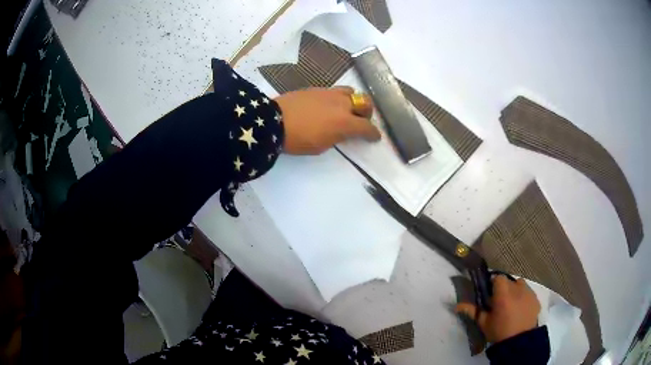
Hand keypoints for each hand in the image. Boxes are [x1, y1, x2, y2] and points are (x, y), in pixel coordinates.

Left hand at [274, 87, 380, 154]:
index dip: (373, 133)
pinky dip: (338, 98)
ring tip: (346, 109)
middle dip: (367, 113)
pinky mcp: (317, 88)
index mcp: (345, 122)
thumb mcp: (321, 146)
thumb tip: (343, 131)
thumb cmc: (298, 140)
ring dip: (354, 101)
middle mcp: (342, 104)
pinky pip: (335, 90)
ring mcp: (329, 93)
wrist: (274, 121)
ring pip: (351, 92)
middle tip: (362, 120)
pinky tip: (329, 105)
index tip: (375, 137)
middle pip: (365, 103)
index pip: (367, 127)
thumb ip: (337, 137)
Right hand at [456, 276, 540, 343]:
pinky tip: (521, 309)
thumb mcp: (484, 323)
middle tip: (500, 301)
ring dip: (515, 291)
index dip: (494, 283)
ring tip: (512, 304)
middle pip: (510, 281)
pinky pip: (529, 293)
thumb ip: (472, 311)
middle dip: (504, 288)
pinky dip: (524, 297)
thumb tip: (457, 306)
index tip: (491, 294)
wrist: (519, 342)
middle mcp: (518, 289)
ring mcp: (529, 293)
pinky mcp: (536, 299)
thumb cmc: (499, 332)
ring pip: (521, 285)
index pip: (498, 277)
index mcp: (503, 293)